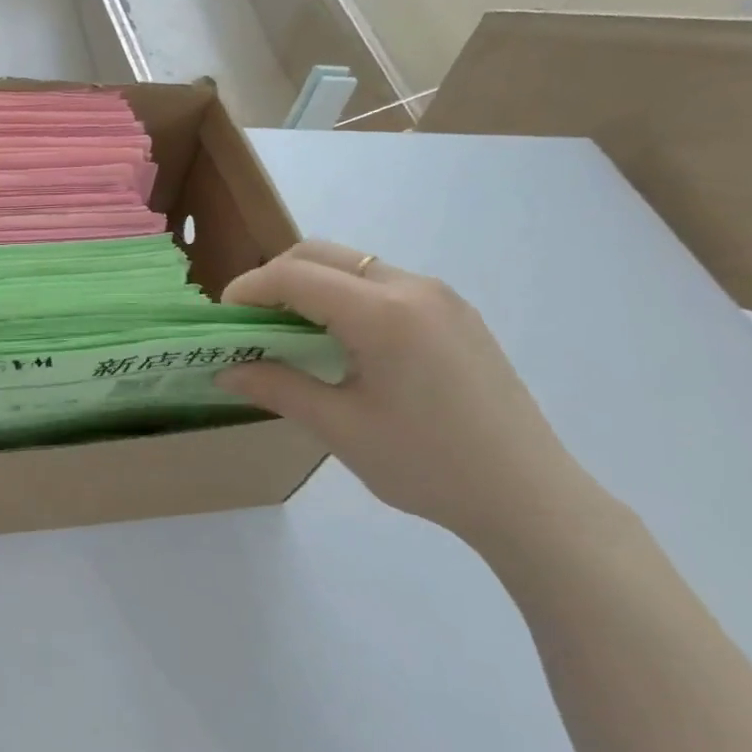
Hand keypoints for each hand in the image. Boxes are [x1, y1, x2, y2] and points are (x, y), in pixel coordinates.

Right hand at [218, 240, 593, 545]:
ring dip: (311, 285)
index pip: (295, 276)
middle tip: (250, 321)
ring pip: (354, 265)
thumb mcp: (340, 428)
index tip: (222, 319)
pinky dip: (345, 296)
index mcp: (382, 312)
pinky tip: (341, 341)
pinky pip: (384, 284)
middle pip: (323, 255)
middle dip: (275, 278)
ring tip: (290, 332)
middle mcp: (412, 287)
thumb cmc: (427, 464)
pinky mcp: (457, 314)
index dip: (248, 289)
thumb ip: (277, 387)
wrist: (529, 496)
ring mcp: (441, 297)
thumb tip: (226, 372)